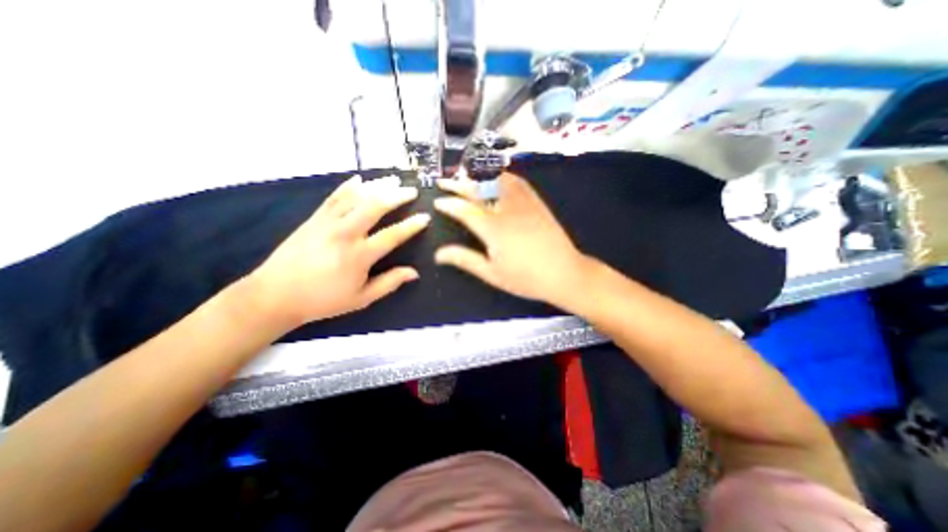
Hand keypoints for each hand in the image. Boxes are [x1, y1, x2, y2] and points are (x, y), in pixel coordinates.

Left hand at [251, 176, 430, 328]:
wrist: (276, 295)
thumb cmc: (323, 299)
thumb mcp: (361, 298)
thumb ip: (389, 283)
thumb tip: (414, 273)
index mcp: (359, 256)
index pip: (392, 235)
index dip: (411, 225)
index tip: (425, 217)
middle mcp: (345, 234)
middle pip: (374, 206)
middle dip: (396, 196)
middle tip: (411, 191)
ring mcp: (327, 223)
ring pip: (355, 197)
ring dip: (376, 186)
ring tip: (392, 180)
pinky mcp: (314, 219)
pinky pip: (333, 197)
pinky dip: (347, 186)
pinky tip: (359, 179)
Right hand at [433, 172, 590, 306]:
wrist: (565, 273)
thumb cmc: (526, 278)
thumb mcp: (492, 274)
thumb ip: (465, 260)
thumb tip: (439, 254)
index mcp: (493, 229)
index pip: (465, 209)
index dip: (448, 203)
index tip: (438, 201)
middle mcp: (507, 210)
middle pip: (477, 189)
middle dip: (457, 183)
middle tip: (443, 182)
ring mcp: (524, 203)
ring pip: (496, 180)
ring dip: (478, 175)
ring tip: (465, 176)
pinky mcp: (537, 202)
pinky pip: (517, 181)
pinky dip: (501, 176)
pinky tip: (496, 178)